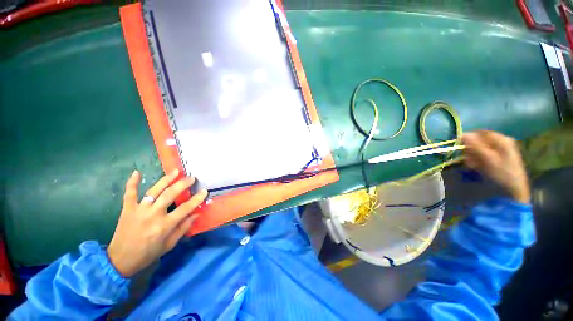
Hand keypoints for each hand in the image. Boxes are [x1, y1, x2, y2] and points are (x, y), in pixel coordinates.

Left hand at [107, 169, 207, 276]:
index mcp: (164, 225)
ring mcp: (138, 210)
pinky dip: (132, 182)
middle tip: (192, 178)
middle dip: (183, 184)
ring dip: (166, 179)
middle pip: (170, 195)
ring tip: (176, 171)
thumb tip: (196, 214)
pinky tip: (137, 172)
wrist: (120, 260)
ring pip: (154, 191)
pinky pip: (129, 193)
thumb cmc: (148, 253)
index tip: (204, 191)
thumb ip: (183, 228)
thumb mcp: (169, 244)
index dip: (197, 199)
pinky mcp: (127, 209)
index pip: (185, 208)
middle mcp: (152, 215)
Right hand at [462, 131, 529, 203]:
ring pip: (480, 149)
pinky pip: (483, 155)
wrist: (513, 190)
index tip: (460, 146)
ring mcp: (500, 151)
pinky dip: (477, 160)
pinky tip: (476, 167)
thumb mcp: (488, 159)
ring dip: (473, 156)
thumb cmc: (501, 173)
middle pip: (480, 141)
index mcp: (502, 139)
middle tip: (467, 158)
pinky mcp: (498, 159)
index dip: (469, 138)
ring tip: (472, 165)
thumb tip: (462, 134)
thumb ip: (475, 145)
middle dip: (471, 149)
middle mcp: (501, 142)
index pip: (480, 133)